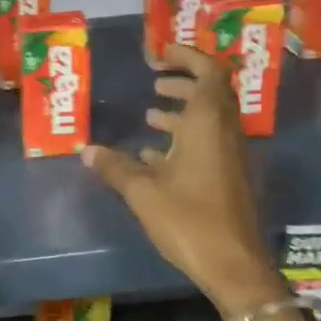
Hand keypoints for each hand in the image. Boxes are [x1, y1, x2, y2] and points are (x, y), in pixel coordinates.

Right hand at [81, 42, 285, 316]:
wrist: (234, 265)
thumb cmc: (189, 219)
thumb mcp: (143, 192)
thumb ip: (115, 167)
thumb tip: (86, 149)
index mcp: (208, 124)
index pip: (208, 73)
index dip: (187, 57)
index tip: (161, 54)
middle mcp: (224, 133)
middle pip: (211, 94)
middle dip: (183, 82)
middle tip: (155, 81)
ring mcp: (229, 157)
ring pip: (209, 121)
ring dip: (183, 111)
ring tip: (151, 113)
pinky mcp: (228, 178)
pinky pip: (207, 144)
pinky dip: (184, 139)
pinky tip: (154, 156)